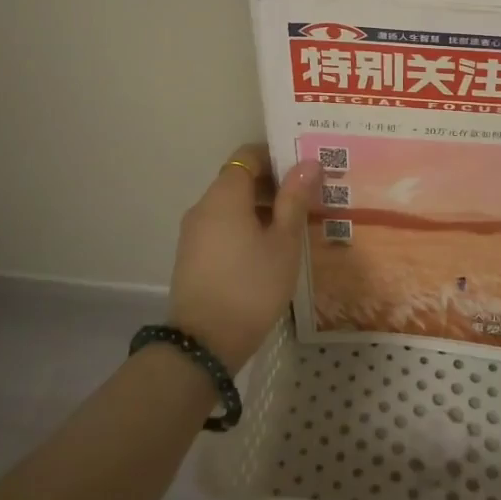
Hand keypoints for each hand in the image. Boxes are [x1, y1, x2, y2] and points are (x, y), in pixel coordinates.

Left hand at [167, 144, 320, 372]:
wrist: (205, 344)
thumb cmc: (252, 286)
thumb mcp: (283, 242)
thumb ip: (294, 199)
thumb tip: (308, 162)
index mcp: (225, 195)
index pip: (248, 155)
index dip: (276, 155)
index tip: (304, 169)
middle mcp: (203, 206)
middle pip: (239, 179)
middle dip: (273, 184)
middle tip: (308, 198)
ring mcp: (193, 232)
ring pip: (230, 205)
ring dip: (260, 208)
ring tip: (293, 226)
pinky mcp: (192, 255)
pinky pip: (221, 226)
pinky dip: (245, 226)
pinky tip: (268, 249)